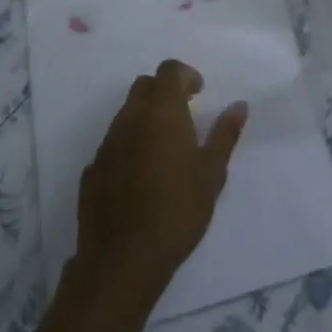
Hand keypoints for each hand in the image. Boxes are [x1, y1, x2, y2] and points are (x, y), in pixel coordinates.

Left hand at [72, 59, 247, 311]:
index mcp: (161, 112)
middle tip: (184, 116)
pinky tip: (141, 177)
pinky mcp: (92, 170)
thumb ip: (225, 134)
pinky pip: (113, 144)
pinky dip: (129, 147)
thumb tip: (239, 105)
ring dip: (146, 119)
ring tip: (164, 150)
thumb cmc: (177, 212)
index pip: (169, 71)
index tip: (199, 94)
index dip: (185, 76)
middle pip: (145, 86)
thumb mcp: (212, 174)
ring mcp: (107, 144)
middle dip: (164, 92)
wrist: (122, 261)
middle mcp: (130, 118)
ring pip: (126, 114)